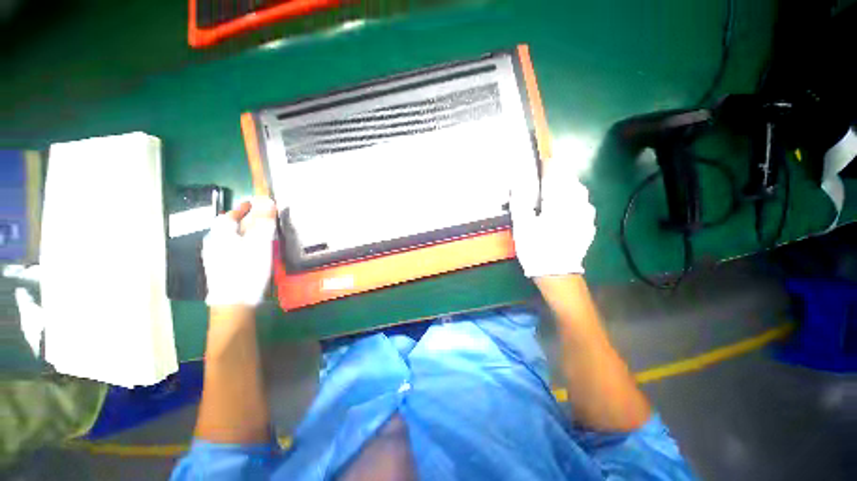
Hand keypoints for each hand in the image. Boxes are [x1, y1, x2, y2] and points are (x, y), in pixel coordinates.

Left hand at [202, 197, 276, 306]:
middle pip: (226, 227)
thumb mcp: (260, 243)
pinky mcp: (218, 270)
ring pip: (227, 239)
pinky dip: (239, 246)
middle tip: (256, 219)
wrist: (234, 302)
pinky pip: (228, 250)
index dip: (241, 208)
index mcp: (221, 234)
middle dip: (240, 221)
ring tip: (255, 235)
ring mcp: (213, 258)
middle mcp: (213, 243)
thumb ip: (264, 222)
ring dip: (240, 234)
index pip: (229, 215)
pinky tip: (247, 252)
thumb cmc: (247, 268)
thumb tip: (268, 201)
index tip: (251, 204)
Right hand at [511, 159, 595, 277]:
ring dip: (569, 186)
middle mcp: (577, 205)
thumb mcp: (522, 225)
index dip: (550, 165)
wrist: (557, 274)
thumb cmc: (536, 248)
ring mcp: (586, 216)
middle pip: (571, 181)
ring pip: (580, 192)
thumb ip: (520, 201)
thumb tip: (518, 182)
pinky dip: (575, 199)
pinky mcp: (588, 226)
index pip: (556, 175)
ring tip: (558, 188)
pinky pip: (584, 205)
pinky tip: (568, 206)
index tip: (544, 159)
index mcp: (559, 202)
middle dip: (561, 174)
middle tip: (548, 174)